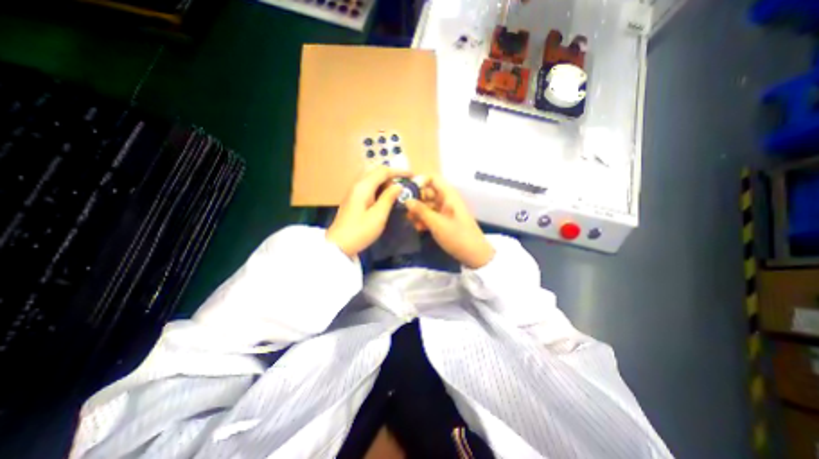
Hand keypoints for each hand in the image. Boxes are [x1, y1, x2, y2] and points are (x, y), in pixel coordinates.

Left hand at [328, 165, 408, 258]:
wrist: (339, 245)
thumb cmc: (360, 231)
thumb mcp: (378, 216)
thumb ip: (388, 198)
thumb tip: (398, 186)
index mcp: (363, 187)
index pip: (382, 171)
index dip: (398, 171)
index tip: (412, 176)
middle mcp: (357, 185)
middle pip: (374, 170)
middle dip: (390, 174)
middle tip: (403, 183)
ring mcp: (353, 192)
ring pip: (370, 177)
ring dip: (384, 180)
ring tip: (396, 190)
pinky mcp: (352, 199)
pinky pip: (367, 185)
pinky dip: (378, 186)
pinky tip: (384, 196)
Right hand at [406, 176, 495, 268]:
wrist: (475, 255)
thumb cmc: (457, 236)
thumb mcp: (436, 223)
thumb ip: (421, 211)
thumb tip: (406, 200)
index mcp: (448, 195)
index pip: (432, 179)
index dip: (419, 182)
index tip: (407, 192)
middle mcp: (447, 200)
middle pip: (428, 192)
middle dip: (416, 200)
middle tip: (404, 209)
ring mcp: (446, 211)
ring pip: (428, 205)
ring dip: (418, 211)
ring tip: (409, 220)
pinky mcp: (445, 221)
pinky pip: (432, 215)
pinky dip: (424, 219)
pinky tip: (417, 228)